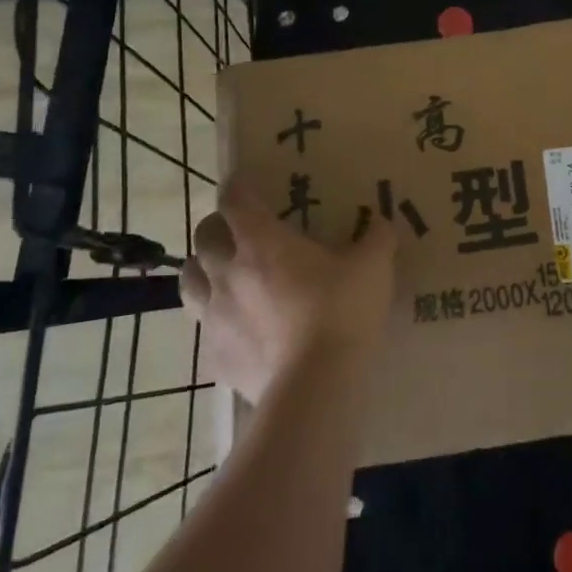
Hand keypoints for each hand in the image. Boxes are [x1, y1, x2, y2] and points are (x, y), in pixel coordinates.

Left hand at [180, 179, 396, 402]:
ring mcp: (214, 317)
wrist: (314, 387)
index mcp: (261, 241)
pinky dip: (216, 323)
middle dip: (218, 230)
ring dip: (204, 272)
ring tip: (227, 277)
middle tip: (241, 234)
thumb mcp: (373, 267)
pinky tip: (239, 330)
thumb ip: (377, 238)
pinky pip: (204, 331)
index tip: (246, 184)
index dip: (238, 187)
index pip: (234, 199)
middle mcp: (227, 272)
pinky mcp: (213, 357)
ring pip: (189, 281)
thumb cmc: (340, 313)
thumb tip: (381, 223)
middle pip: (203, 238)